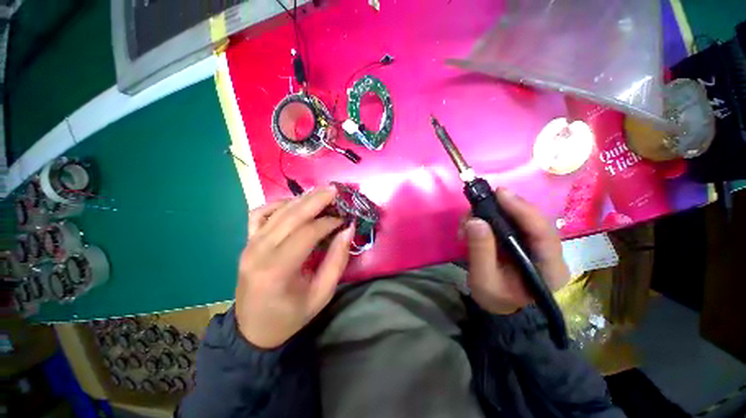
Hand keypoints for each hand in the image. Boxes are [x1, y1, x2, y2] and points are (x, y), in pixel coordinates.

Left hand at [235, 187, 354, 348]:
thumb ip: (337, 260)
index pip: (306, 233)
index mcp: (276, 270)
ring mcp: (249, 244)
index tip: (345, 219)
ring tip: (321, 193)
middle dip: (316, 199)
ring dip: (302, 199)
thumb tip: (348, 229)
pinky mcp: (247, 242)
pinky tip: (294, 203)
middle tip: (335, 190)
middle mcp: (258, 251)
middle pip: (291, 215)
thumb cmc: (291, 316)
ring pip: (277, 211)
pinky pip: (260, 213)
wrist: (254, 329)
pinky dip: (278, 204)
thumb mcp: (322, 294)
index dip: (328, 222)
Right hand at [464, 189, 569, 314]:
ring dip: (492, 213)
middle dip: (503, 208)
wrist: (501, 306)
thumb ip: (481, 251)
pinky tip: (475, 224)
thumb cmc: (495, 299)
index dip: (522, 209)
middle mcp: (551, 253)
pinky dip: (491, 218)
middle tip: (477, 205)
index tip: (500, 194)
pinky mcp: (525, 241)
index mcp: (550, 269)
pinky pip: (511, 222)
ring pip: (520, 218)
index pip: (543, 233)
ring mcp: (538, 245)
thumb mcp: (483, 280)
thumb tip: (475, 220)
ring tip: (469, 220)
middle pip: (532, 220)